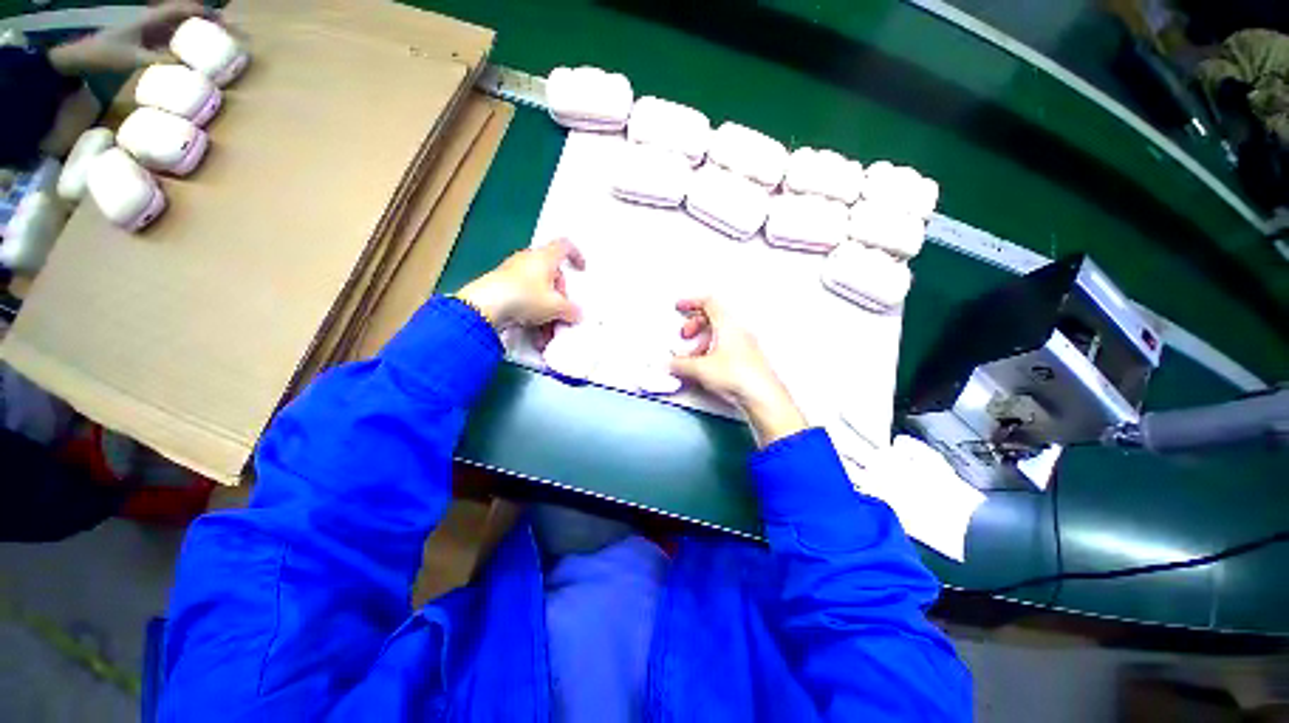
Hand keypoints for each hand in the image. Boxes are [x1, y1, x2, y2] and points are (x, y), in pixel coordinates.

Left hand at [50, 1, 209, 74]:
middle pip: (183, 16)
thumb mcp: (132, 58)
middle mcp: (152, 21)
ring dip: (196, 32)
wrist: (81, 58)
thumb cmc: (105, 55)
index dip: (203, 12)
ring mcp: (148, 32)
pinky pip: (170, 39)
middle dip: (204, 21)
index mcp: (150, 19)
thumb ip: (159, 61)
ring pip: (178, 27)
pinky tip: (192, 54)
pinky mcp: (146, 43)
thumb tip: (187, 68)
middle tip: (225, 33)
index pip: (182, 9)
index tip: (224, 22)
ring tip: (214, 43)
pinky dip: (184, 43)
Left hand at [456, 239, 585, 330]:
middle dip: (560, 297)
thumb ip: (571, 310)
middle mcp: (528, 260)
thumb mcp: (555, 307)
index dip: (576, 255)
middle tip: (562, 314)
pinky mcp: (500, 286)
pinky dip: (532, 315)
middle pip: (552, 275)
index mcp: (544, 257)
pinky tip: (534, 336)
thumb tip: (578, 314)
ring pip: (538, 290)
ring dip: (546, 313)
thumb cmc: (526, 297)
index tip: (581, 271)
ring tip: (547, 335)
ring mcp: (512, 273)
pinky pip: (524, 298)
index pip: (564, 246)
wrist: (483, 306)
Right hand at [669, 298, 806, 446]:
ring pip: (720, 334)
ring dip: (702, 341)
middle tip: (685, 337)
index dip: (691, 302)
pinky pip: (727, 346)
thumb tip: (668, 363)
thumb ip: (680, 364)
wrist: (763, 397)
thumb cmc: (734, 375)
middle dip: (695, 325)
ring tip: (693, 357)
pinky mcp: (748, 359)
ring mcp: (745, 345)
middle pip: (713, 318)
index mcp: (727, 324)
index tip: (679, 307)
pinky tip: (706, 367)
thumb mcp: (700, 368)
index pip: (709, 303)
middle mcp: (738, 331)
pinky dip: (712, 350)